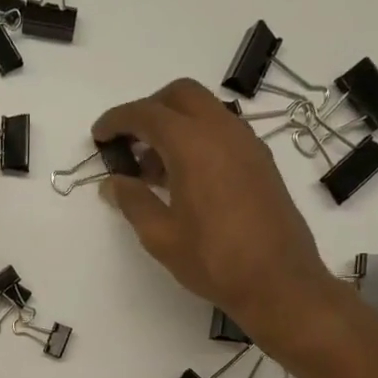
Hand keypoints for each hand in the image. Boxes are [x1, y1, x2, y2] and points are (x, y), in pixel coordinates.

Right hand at [92, 79, 341, 352]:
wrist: (279, 282)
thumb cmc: (213, 260)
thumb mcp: (161, 236)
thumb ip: (133, 201)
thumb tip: (113, 183)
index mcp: (193, 144)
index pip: (147, 114)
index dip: (117, 120)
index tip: (99, 136)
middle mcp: (223, 131)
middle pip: (180, 96)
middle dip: (149, 109)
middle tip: (128, 142)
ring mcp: (247, 144)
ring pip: (205, 111)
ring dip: (175, 125)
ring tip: (152, 168)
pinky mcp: (261, 161)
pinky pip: (222, 132)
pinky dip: (197, 139)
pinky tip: (184, 179)